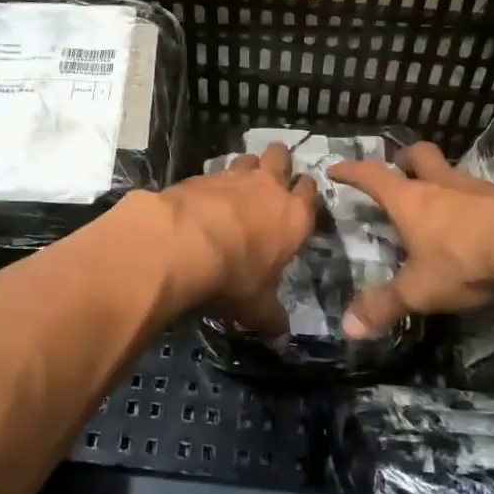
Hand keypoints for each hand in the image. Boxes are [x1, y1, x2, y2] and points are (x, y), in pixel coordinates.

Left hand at [138, 143, 317, 333]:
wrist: (183, 243)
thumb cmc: (233, 277)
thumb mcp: (256, 307)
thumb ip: (271, 317)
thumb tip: (281, 336)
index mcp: (293, 217)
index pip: (310, 192)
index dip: (306, 193)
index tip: (301, 199)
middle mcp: (268, 187)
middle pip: (281, 157)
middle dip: (279, 162)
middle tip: (272, 177)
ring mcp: (234, 176)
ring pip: (248, 157)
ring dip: (247, 167)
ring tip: (238, 185)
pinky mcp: (201, 175)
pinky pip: (214, 172)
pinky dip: (212, 182)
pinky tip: (203, 198)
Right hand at [329, 142, 493, 338]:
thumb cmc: (466, 261)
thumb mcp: (420, 291)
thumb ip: (384, 306)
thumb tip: (346, 327)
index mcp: (411, 200)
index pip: (372, 175)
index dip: (352, 171)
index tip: (336, 168)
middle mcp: (443, 185)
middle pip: (420, 156)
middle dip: (405, 158)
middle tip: (399, 168)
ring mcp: (480, 188)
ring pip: (454, 174)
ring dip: (444, 182)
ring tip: (441, 204)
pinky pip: (485, 195)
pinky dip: (475, 204)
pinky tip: (480, 226)